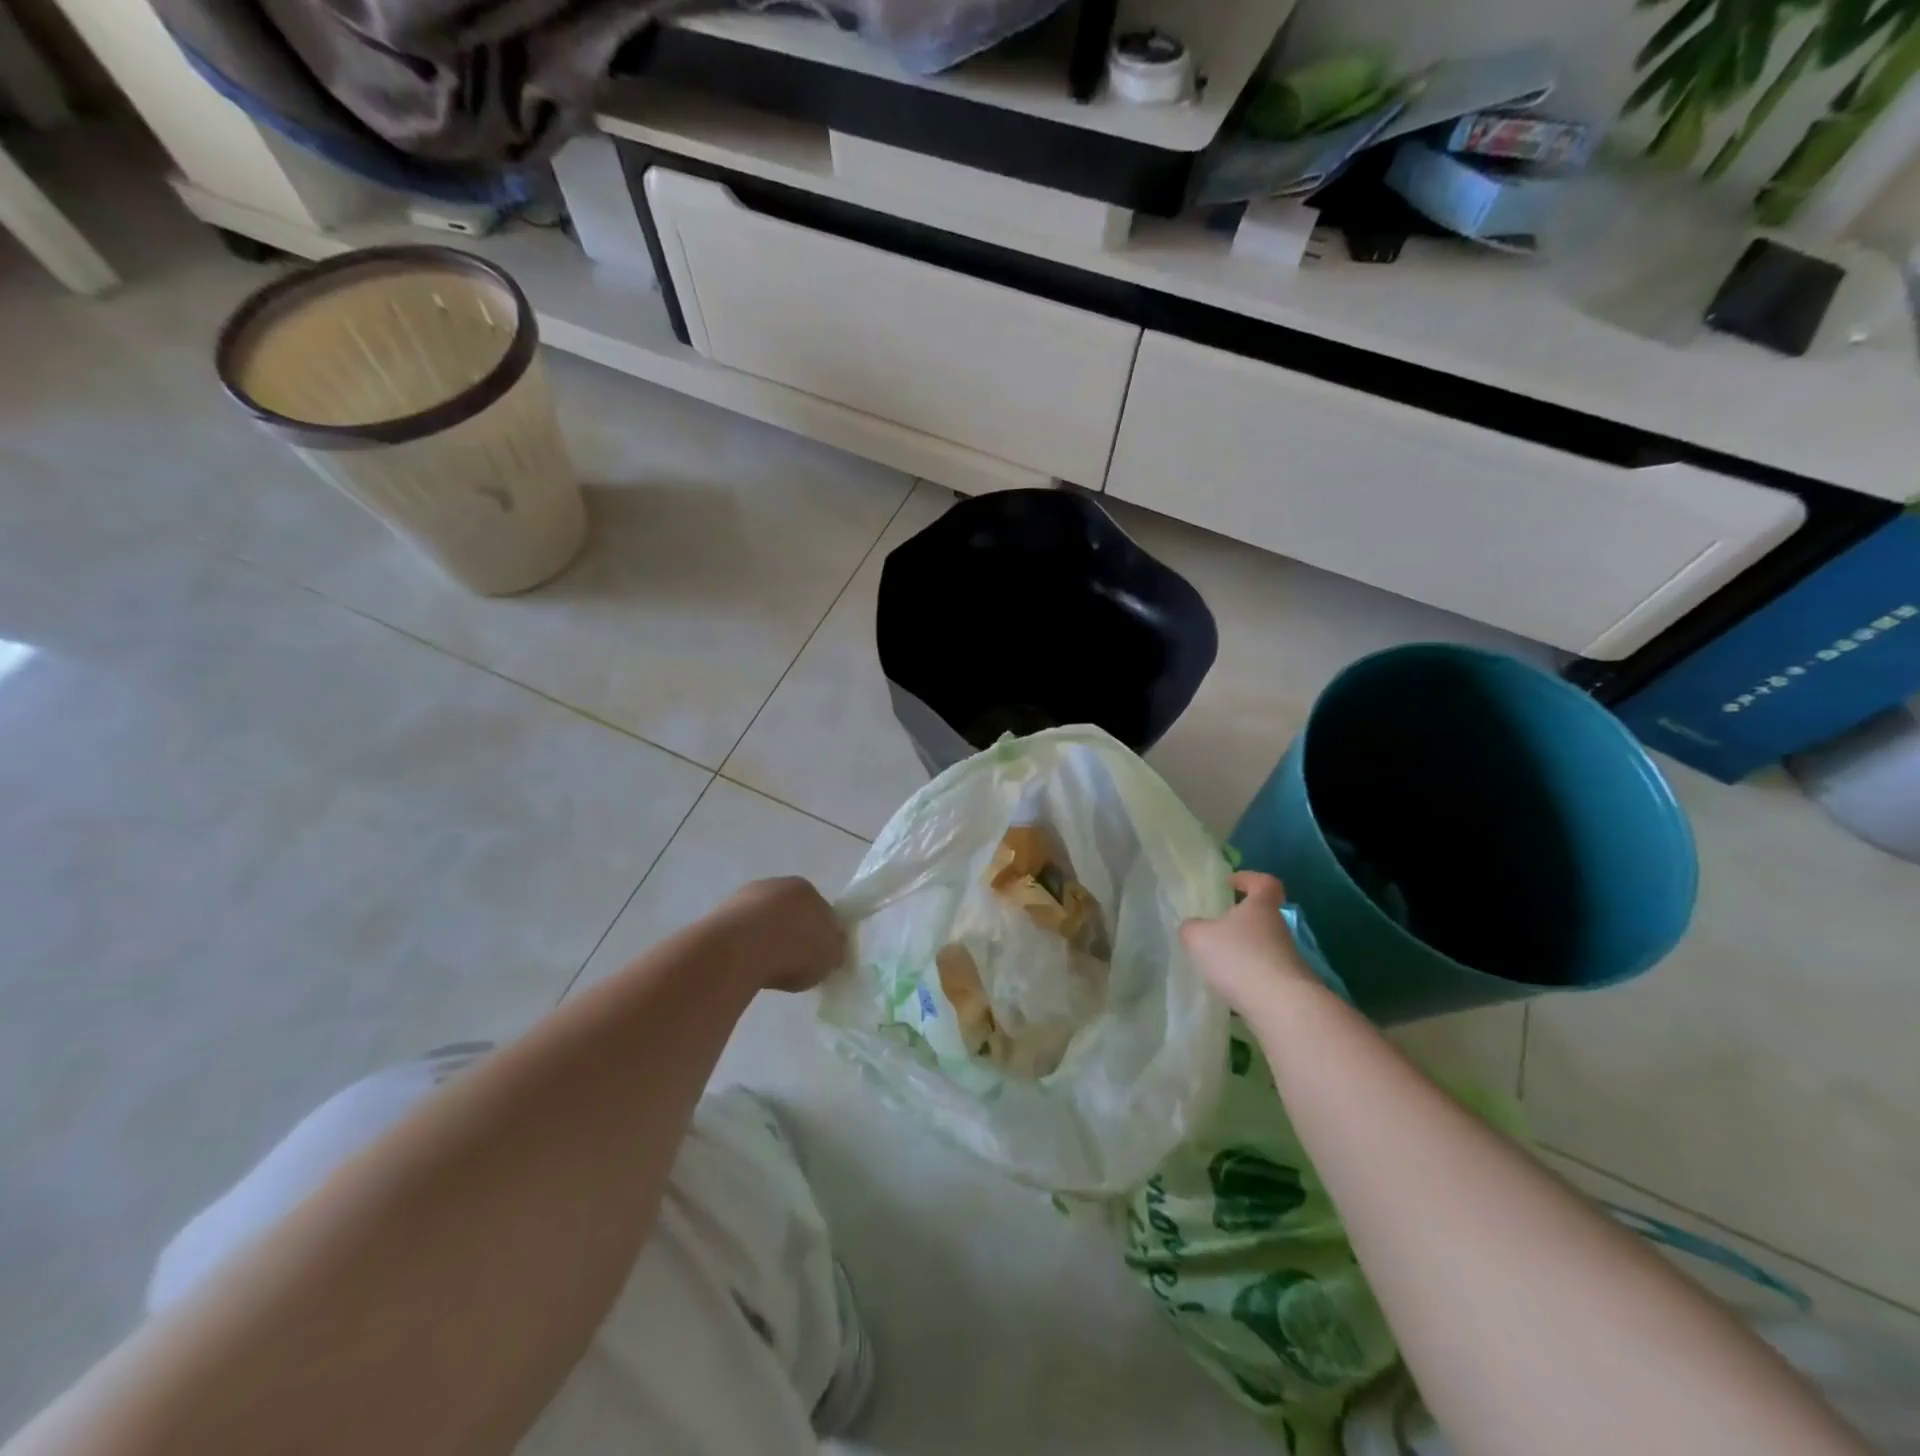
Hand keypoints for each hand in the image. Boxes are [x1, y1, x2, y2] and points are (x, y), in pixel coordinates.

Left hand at [714, 877, 847, 993]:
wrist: (739, 949)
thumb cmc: (793, 949)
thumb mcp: (830, 957)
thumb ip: (834, 951)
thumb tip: (831, 951)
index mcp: (806, 888)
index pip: (821, 910)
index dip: (822, 936)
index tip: (819, 959)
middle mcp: (774, 885)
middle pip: (790, 914)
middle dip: (792, 936)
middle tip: (794, 967)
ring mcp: (743, 898)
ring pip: (762, 924)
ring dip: (766, 943)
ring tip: (766, 971)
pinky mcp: (718, 916)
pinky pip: (741, 936)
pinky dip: (745, 950)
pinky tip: (746, 968)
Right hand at [1180, 872, 1319, 1015]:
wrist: (1282, 1007)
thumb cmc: (1239, 958)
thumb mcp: (1199, 937)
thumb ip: (1191, 928)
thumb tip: (1192, 928)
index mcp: (1260, 907)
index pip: (1264, 883)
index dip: (1248, 879)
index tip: (1230, 884)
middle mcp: (1278, 929)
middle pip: (1262, 917)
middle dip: (1240, 921)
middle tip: (1215, 929)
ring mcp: (1287, 959)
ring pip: (1262, 947)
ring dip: (1243, 952)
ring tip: (1217, 964)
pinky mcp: (1289, 986)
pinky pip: (1264, 974)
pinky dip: (1248, 977)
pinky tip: (1230, 990)